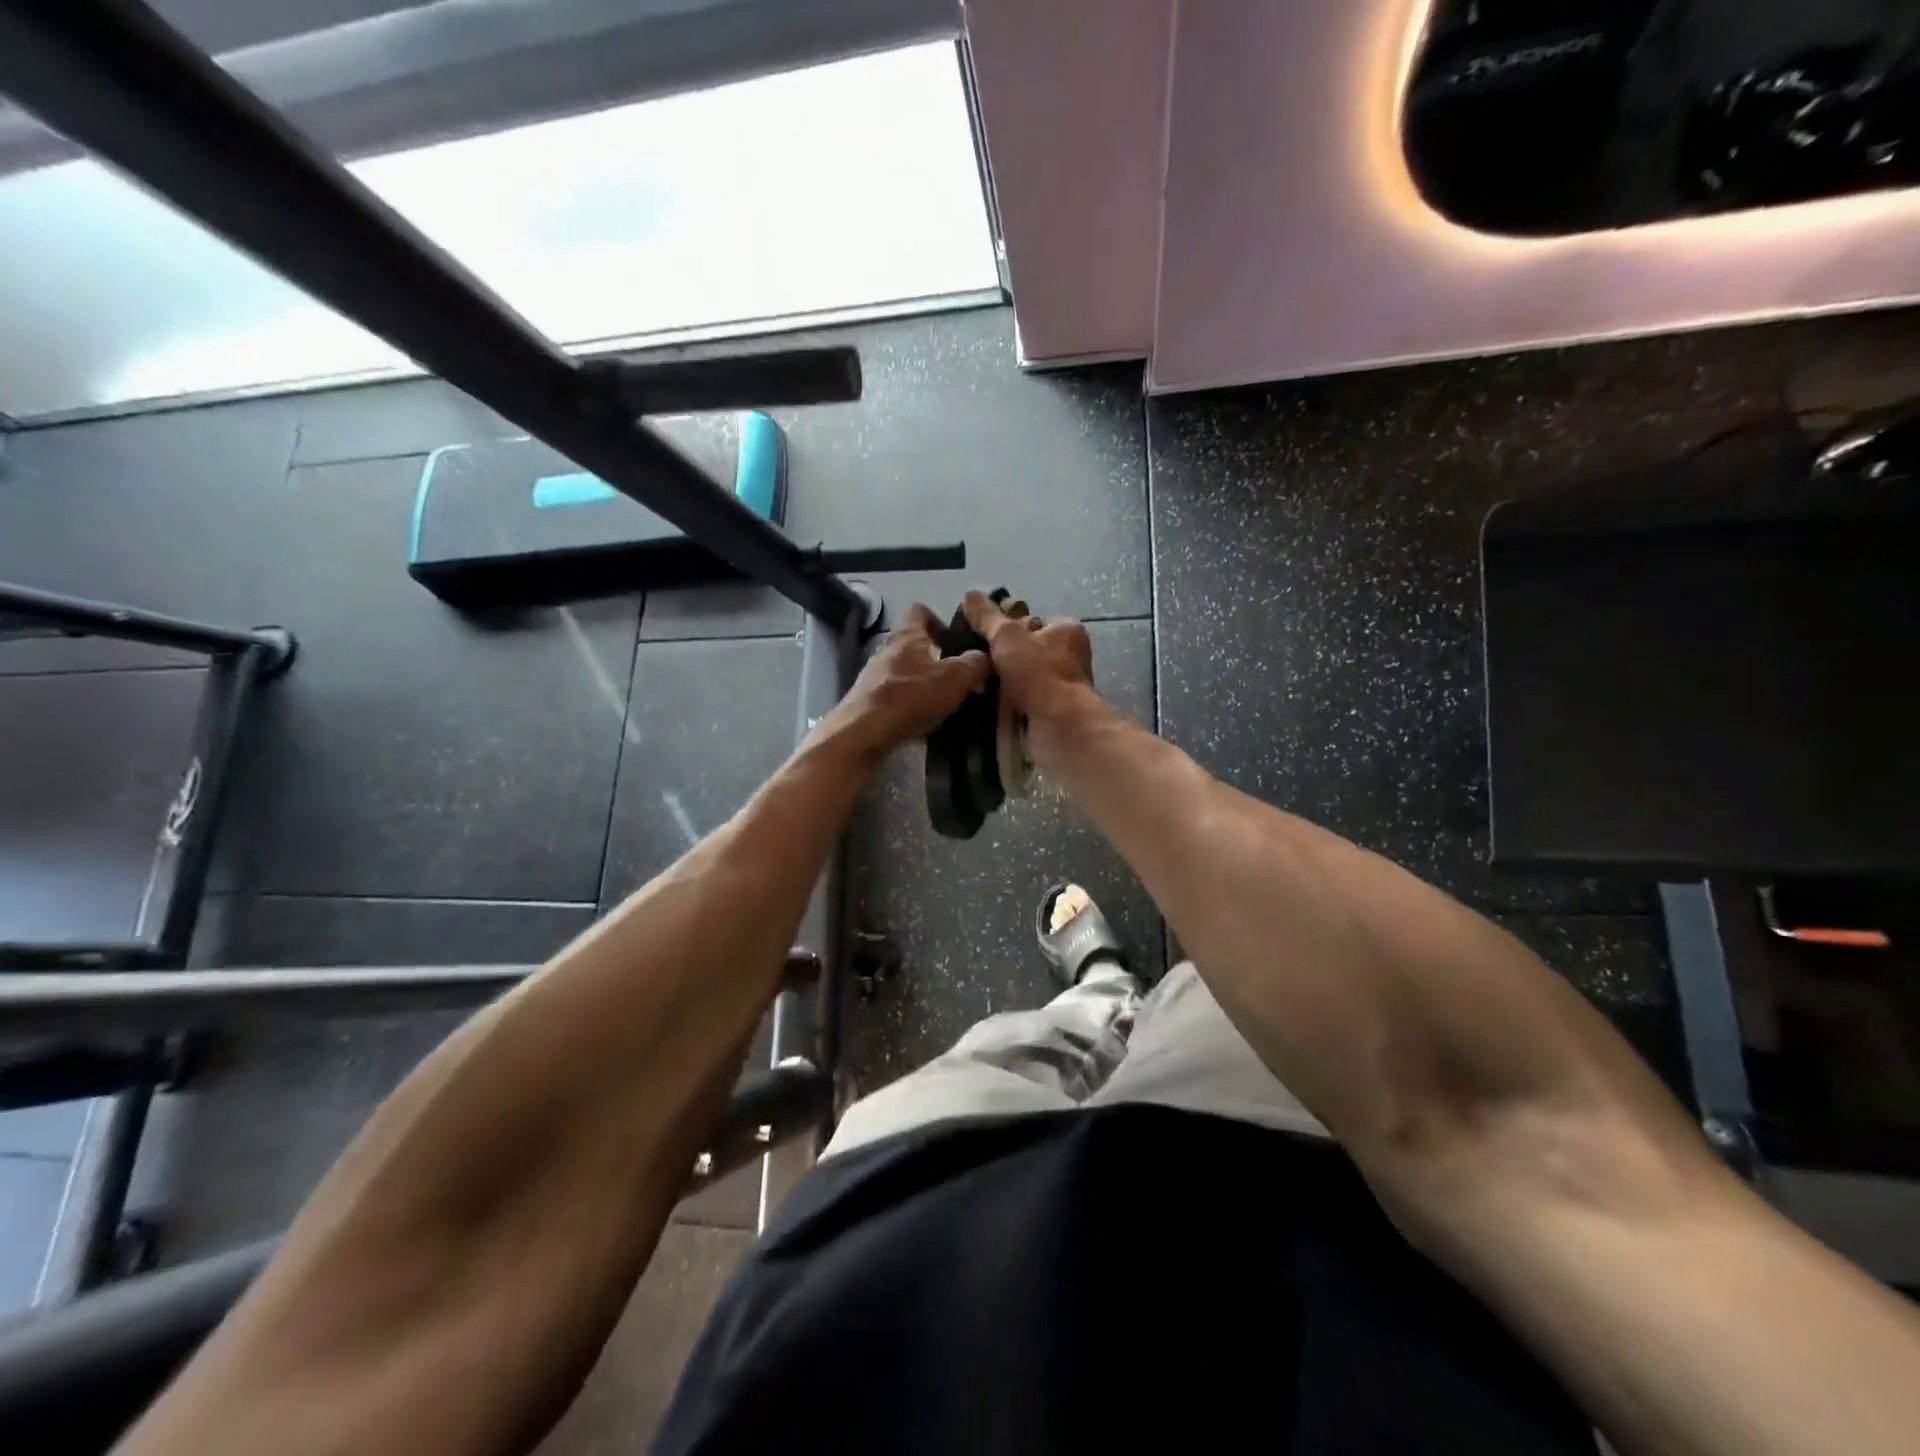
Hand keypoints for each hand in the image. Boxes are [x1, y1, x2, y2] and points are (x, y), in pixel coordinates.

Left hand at [819, 604, 989, 763]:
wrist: (863, 733)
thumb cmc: (910, 697)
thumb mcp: (955, 678)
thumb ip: (975, 664)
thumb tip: (984, 658)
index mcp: (907, 635)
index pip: (921, 611)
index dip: (941, 621)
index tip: (958, 640)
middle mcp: (887, 650)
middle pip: (915, 645)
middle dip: (939, 658)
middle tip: (961, 677)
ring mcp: (874, 676)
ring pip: (907, 672)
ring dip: (926, 684)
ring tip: (947, 702)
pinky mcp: (868, 701)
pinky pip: (897, 697)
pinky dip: (912, 705)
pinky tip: (926, 723)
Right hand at [960, 591, 1098, 757]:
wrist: (1058, 725)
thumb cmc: (1038, 672)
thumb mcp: (1006, 636)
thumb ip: (987, 617)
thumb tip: (970, 594)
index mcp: (1067, 630)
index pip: (1031, 621)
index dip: (1006, 627)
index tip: (983, 637)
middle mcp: (1070, 655)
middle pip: (1026, 649)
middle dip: (1003, 657)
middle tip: (977, 662)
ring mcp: (1064, 685)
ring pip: (1024, 677)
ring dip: (1003, 682)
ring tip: (976, 684)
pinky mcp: (1055, 710)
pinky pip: (1025, 700)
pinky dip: (1009, 703)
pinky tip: (989, 705)